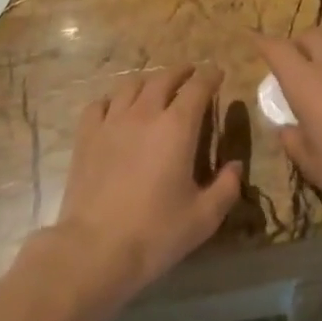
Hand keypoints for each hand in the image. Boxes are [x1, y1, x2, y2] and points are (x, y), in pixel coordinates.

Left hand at [50, 65, 241, 304]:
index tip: (217, 73)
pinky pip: (99, 104)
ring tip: (155, 86)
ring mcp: (111, 122)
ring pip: (130, 86)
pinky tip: (116, 108)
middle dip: (181, 72)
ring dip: (148, 81)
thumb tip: (235, 165)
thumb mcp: (204, 217)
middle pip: (163, 78)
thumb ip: (227, 187)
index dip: (209, 76)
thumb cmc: (156, 233)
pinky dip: (113, 99)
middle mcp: (144, 114)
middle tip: (190, 73)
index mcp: (177, 127)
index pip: (197, 88)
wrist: (95, 248)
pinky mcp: (86, 136)